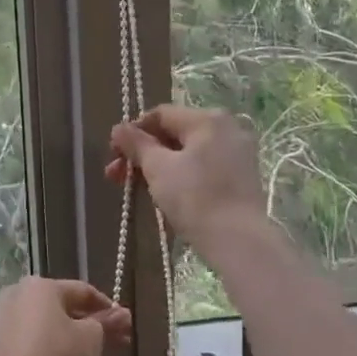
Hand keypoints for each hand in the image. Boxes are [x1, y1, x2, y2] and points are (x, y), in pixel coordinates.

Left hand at [0, 277, 131, 355]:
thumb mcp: (91, 339)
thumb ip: (105, 324)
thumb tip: (121, 315)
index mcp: (40, 287)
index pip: (82, 291)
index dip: (107, 307)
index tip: (125, 324)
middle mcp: (16, 297)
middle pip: (61, 309)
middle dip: (89, 325)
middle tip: (113, 342)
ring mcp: (0, 324)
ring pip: (43, 328)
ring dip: (66, 340)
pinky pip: (27, 347)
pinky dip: (44, 354)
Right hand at [106, 104, 269, 252]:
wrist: (238, 240)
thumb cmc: (194, 197)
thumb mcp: (158, 168)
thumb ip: (136, 144)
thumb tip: (118, 128)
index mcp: (208, 119)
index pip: (160, 115)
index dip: (133, 132)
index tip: (114, 154)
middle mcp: (228, 128)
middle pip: (175, 134)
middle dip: (142, 153)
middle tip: (116, 175)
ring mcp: (238, 153)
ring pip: (189, 153)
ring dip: (158, 166)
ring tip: (136, 188)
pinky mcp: (242, 178)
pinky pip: (204, 167)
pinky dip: (181, 176)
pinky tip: (165, 195)